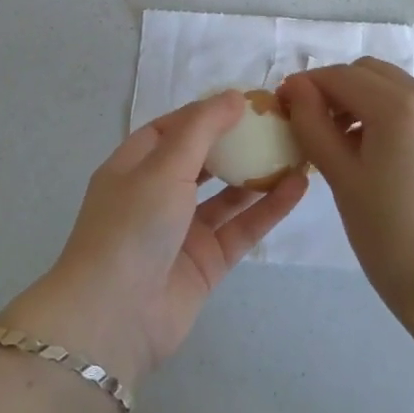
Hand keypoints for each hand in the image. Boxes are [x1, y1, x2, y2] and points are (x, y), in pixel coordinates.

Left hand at [4, 93, 307, 388]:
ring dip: (258, 173)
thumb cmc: (133, 225)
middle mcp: (157, 194)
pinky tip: (298, 185)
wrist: (115, 317)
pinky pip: (242, 227)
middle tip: (278, 123)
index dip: (206, 112)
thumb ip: (202, 128)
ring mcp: (183, 230)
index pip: (173, 128)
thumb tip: (233, 95)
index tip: (246, 100)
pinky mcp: (207, 262)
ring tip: (296, 149)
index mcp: (134, 165)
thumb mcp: (164, 165)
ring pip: (227, 194)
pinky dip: (269, 207)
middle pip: (203, 159)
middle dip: (236, 141)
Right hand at [282, 58, 413, 320]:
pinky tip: (368, 150)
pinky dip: (382, 111)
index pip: (340, 75)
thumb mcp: (342, 178)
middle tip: (309, 124)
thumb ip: (314, 125)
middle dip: (334, 88)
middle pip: (367, 71)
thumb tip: (295, 88)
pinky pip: (409, 105)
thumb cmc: (391, 235)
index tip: (281, 107)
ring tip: (337, 141)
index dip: (306, 85)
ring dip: (358, 98)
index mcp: (398, 107)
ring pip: (389, 85)